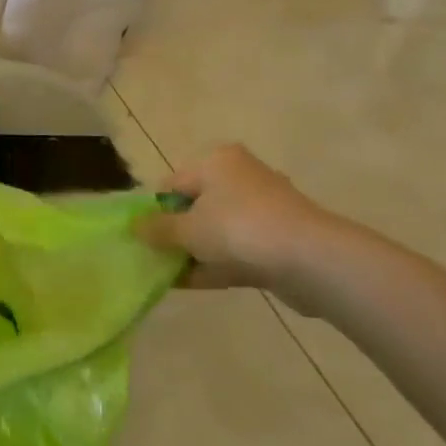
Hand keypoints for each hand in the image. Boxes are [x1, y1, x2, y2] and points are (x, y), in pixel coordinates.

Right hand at [136, 145, 334, 290]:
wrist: (312, 260)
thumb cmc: (239, 229)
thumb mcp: (187, 228)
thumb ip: (157, 229)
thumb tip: (134, 227)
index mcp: (217, 162)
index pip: (172, 183)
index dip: (154, 211)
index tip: (142, 238)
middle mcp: (241, 178)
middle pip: (195, 206)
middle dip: (174, 233)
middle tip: (153, 257)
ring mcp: (263, 210)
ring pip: (216, 230)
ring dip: (193, 252)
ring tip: (167, 275)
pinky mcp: (278, 241)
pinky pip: (236, 250)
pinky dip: (215, 264)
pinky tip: (190, 283)